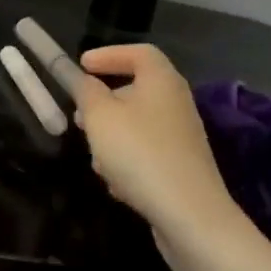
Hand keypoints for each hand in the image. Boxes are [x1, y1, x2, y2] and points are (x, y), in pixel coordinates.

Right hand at [74, 44, 234, 236]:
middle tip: (79, 114)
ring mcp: (181, 138)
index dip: (109, 54)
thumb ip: (86, 91)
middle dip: (103, 102)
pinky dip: (127, 161)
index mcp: (162, 81)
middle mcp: (176, 104)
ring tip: (94, 156)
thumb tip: (85, 82)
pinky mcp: (181, 169)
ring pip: (137, 125)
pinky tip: (115, 183)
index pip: (139, 52)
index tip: (82, 66)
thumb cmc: (140, 152)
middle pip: (136, 90)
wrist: (191, 218)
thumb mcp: (99, 115)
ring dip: (111, 136)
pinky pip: (146, 153)